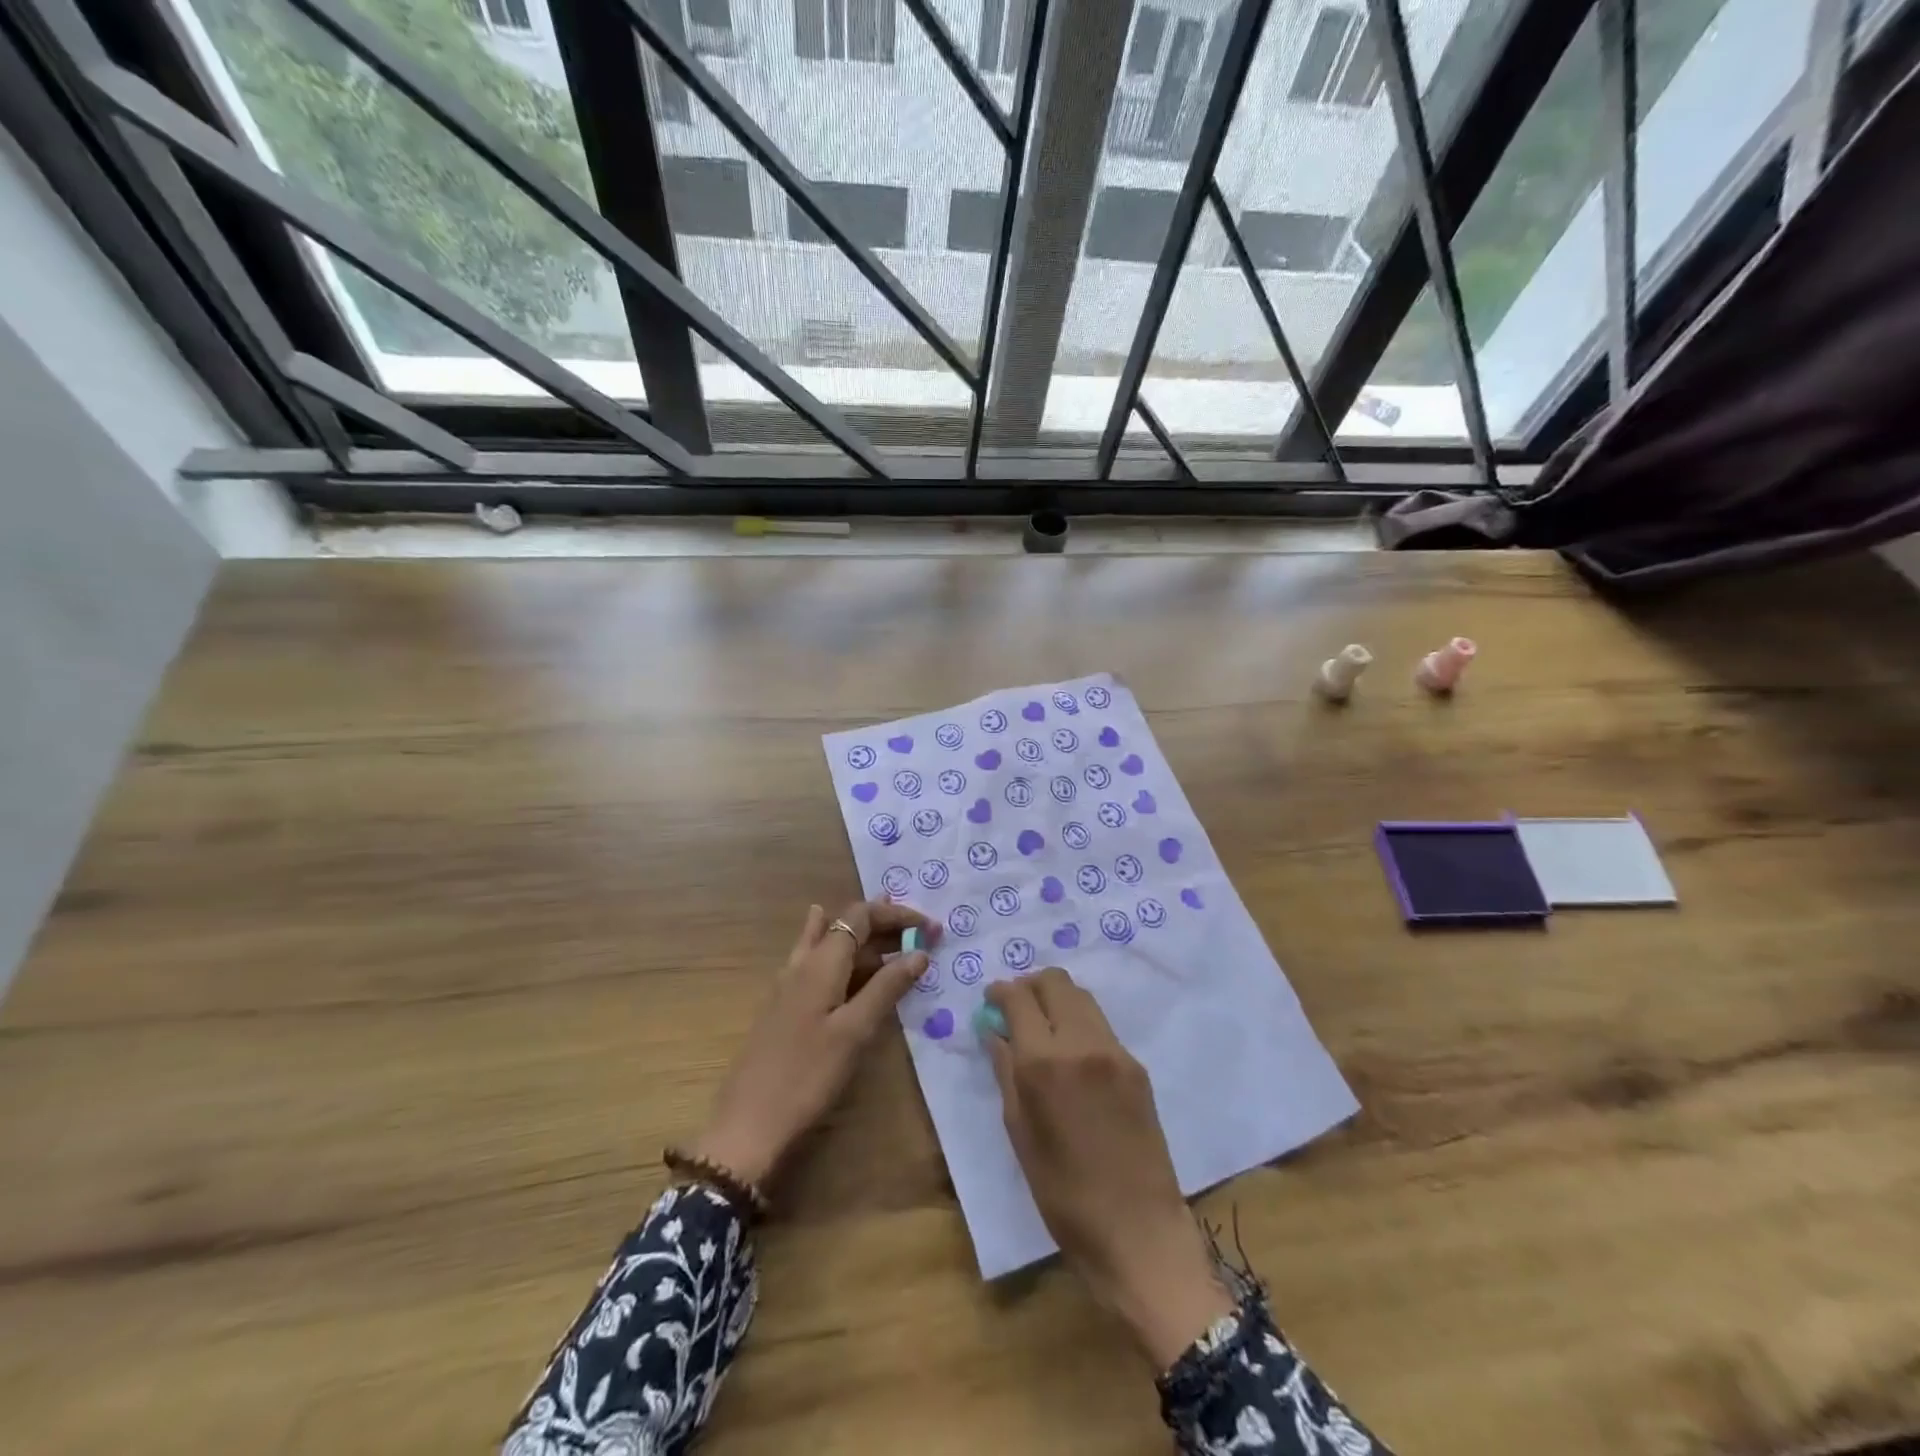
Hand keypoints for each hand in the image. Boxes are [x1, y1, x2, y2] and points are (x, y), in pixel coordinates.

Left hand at [692, 900, 935, 1187]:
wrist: (748, 1125)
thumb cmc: (807, 1075)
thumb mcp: (855, 1031)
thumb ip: (886, 988)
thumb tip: (919, 952)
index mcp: (820, 962)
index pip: (860, 915)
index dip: (896, 915)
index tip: (931, 929)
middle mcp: (802, 963)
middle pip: (844, 926)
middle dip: (884, 924)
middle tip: (920, 933)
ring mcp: (788, 986)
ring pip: (828, 944)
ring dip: (862, 937)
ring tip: (889, 932)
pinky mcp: (784, 1009)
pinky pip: (818, 965)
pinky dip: (842, 957)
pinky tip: (844, 961)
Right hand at [986, 967, 1233, 1368]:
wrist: (1137, 1230)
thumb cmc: (1063, 1193)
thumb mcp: (1019, 1133)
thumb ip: (1005, 1072)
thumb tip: (995, 1032)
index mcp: (1044, 1062)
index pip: (1019, 998)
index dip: (1000, 992)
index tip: (991, 1000)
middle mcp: (1081, 1043)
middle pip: (1055, 981)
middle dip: (1030, 986)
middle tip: (1016, 1008)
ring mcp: (1114, 1051)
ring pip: (1081, 997)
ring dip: (1057, 999)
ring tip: (1043, 1027)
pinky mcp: (1136, 1066)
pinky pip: (1101, 1025)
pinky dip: (1080, 1023)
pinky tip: (1072, 1053)